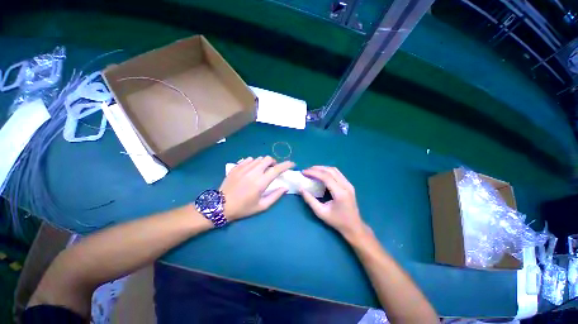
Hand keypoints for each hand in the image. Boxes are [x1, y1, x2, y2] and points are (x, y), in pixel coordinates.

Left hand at [220, 156, 294, 220]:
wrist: (221, 206)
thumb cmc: (243, 208)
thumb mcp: (262, 206)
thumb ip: (275, 196)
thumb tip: (285, 188)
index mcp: (261, 182)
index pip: (277, 169)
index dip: (287, 165)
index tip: (292, 164)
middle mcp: (253, 172)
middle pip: (268, 159)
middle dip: (274, 162)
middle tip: (273, 169)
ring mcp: (243, 168)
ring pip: (258, 158)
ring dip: (264, 163)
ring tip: (262, 170)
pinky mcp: (236, 167)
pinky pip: (248, 159)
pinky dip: (253, 162)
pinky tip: (251, 170)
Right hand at [300, 166, 367, 237]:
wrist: (354, 226)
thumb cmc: (337, 221)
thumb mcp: (321, 212)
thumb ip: (310, 200)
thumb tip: (301, 189)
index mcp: (340, 193)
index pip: (326, 177)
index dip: (314, 172)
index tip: (304, 172)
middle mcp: (346, 186)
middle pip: (331, 171)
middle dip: (317, 168)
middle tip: (307, 170)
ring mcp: (349, 184)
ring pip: (335, 170)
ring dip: (323, 168)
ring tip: (312, 170)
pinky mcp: (349, 185)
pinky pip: (338, 173)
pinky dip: (328, 171)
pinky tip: (321, 174)